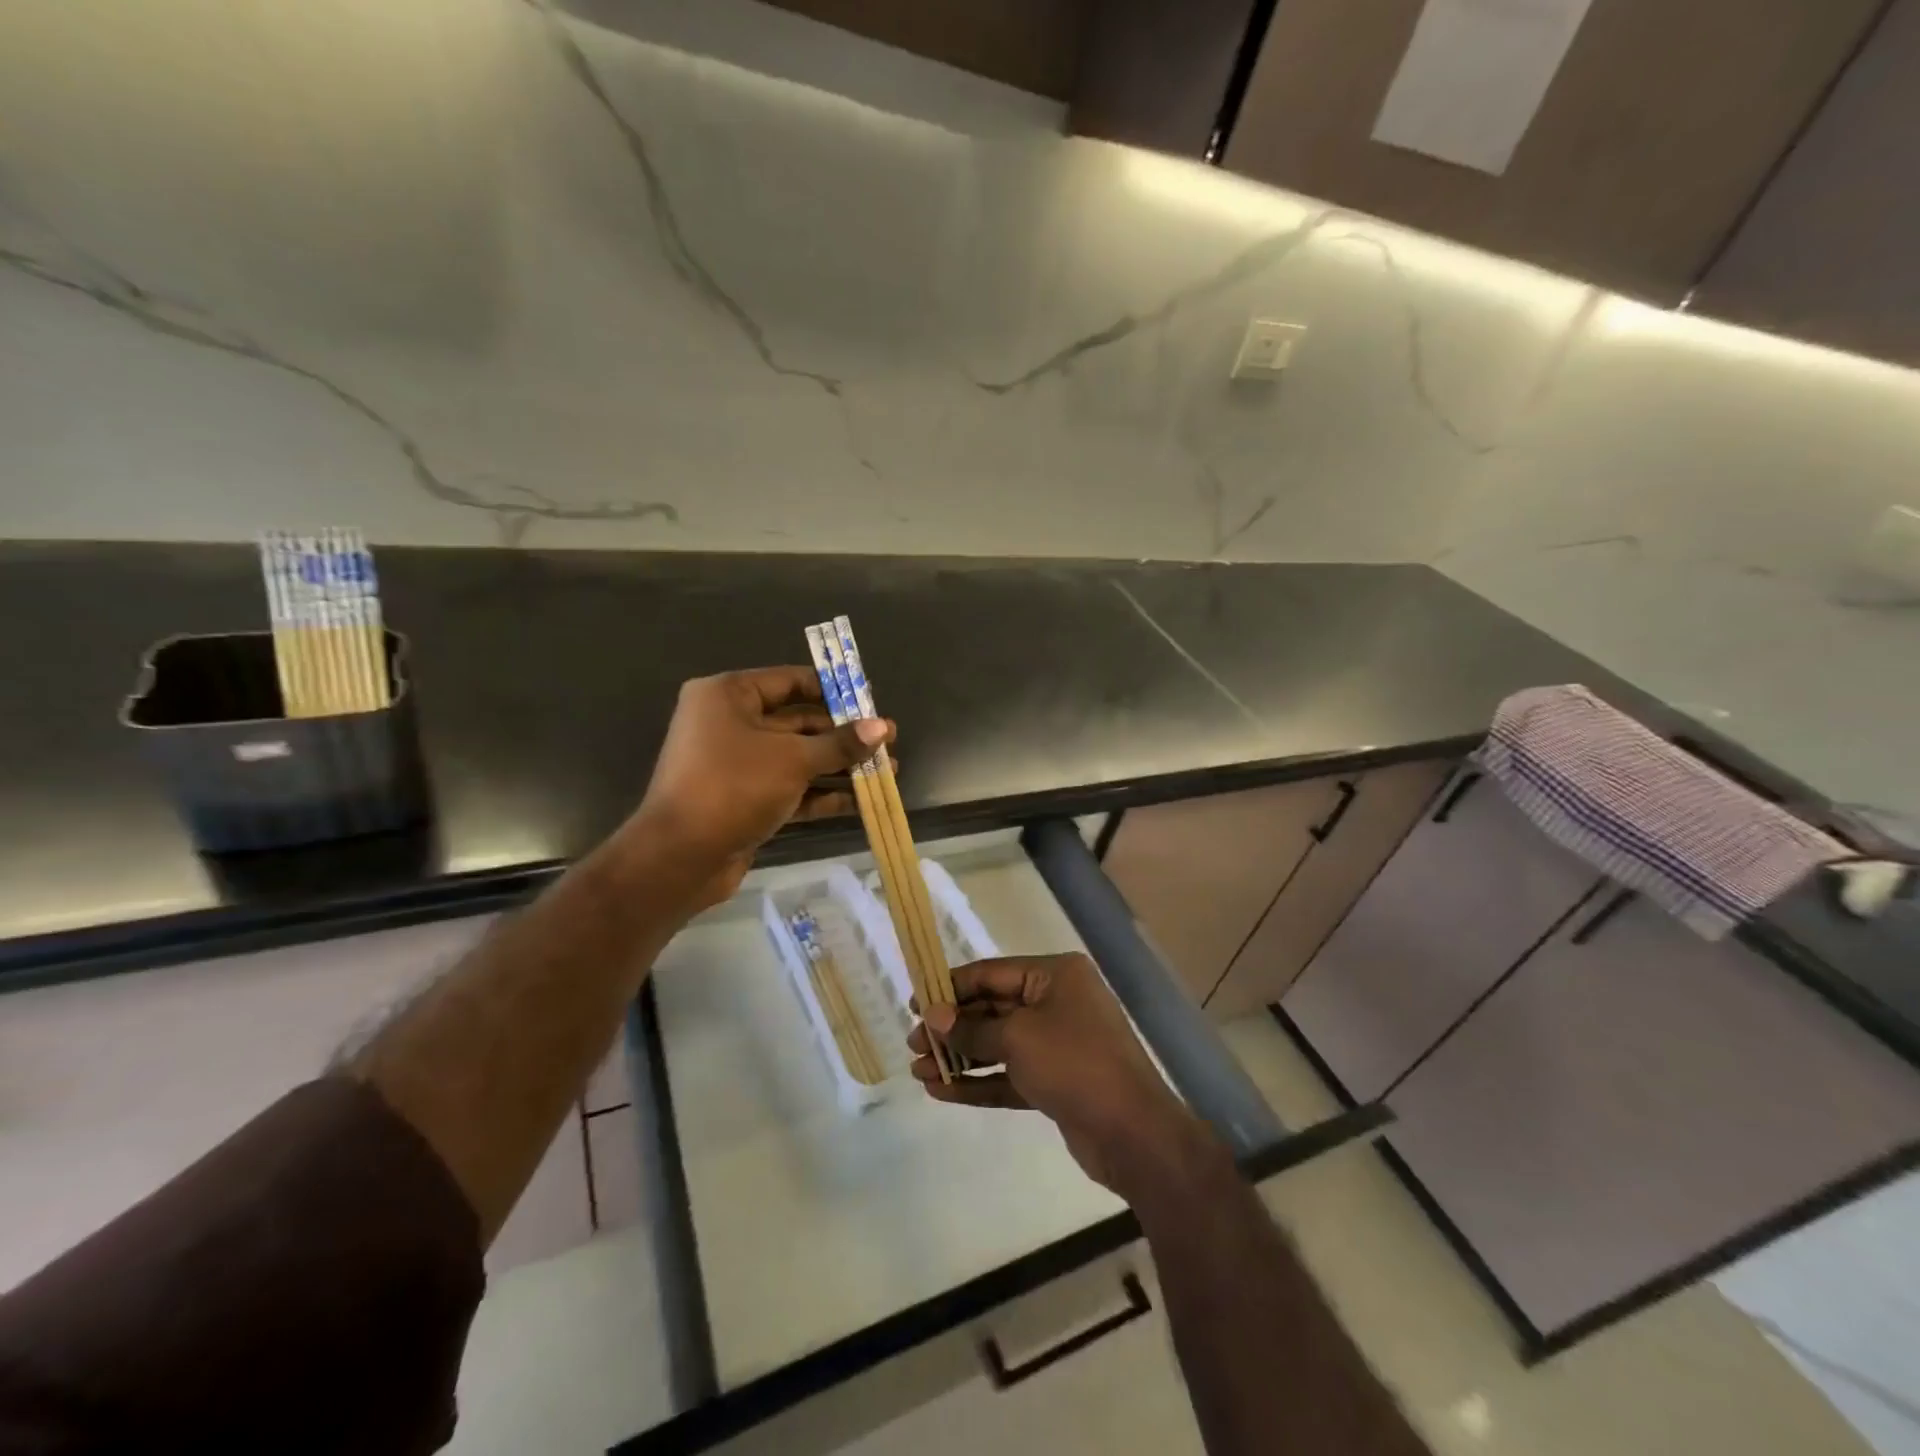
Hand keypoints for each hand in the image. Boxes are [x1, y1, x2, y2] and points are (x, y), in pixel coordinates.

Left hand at [624, 667, 891, 908]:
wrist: (680, 857)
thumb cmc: (733, 787)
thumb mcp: (793, 759)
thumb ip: (840, 743)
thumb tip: (883, 727)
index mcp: (729, 695)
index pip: (791, 681)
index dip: (835, 691)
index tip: (872, 701)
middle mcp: (730, 723)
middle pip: (799, 722)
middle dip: (844, 735)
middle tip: (888, 741)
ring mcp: (737, 764)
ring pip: (798, 758)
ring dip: (840, 766)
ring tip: (886, 771)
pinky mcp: (744, 799)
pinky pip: (790, 788)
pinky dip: (821, 794)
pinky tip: (860, 801)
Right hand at [908, 954, 1206, 1194]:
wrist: (1133, 1133)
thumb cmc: (1075, 1063)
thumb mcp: (1018, 1038)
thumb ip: (972, 1028)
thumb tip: (932, 1016)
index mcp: (1055, 975)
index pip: (991, 973)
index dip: (951, 987)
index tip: (914, 1003)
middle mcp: (1057, 1002)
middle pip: (993, 1008)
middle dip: (952, 1027)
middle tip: (912, 1044)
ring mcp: (1057, 1043)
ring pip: (998, 1044)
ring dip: (960, 1057)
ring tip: (918, 1071)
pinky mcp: (1055, 1081)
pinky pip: (1009, 1074)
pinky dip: (979, 1082)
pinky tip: (943, 1092)